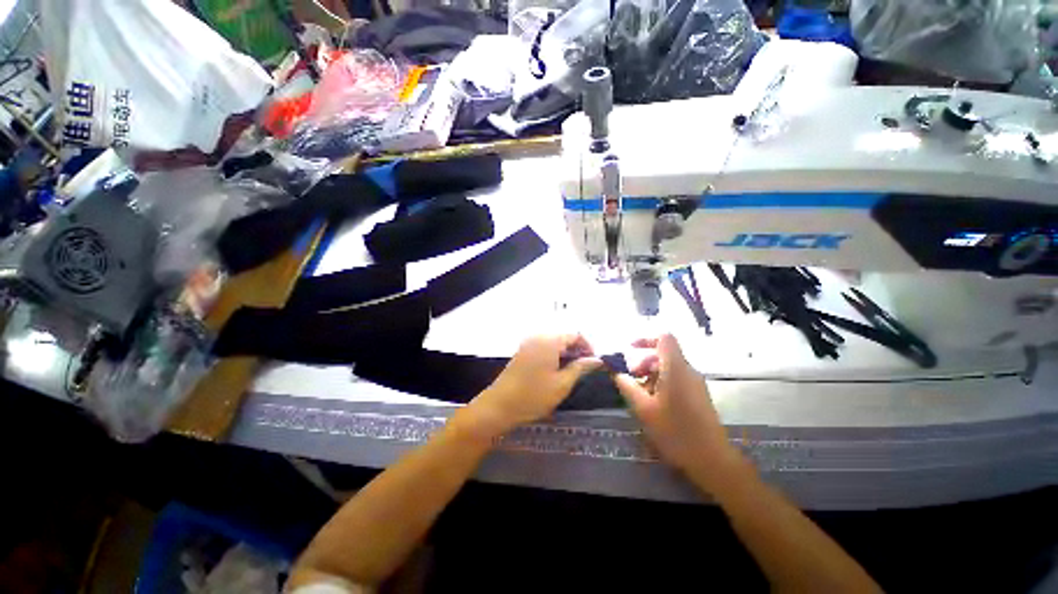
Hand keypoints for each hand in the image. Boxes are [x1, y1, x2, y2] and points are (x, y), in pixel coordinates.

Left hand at [467, 334, 602, 437]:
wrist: (499, 406)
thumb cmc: (533, 396)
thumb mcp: (562, 384)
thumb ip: (580, 368)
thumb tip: (596, 360)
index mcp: (549, 341)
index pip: (575, 334)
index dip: (588, 347)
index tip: (594, 362)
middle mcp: (538, 337)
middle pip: (564, 337)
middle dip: (577, 350)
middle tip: (585, 368)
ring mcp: (528, 343)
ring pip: (554, 342)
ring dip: (566, 353)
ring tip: (573, 371)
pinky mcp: (522, 352)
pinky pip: (543, 347)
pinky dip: (554, 355)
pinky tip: (556, 371)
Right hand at [615, 335, 744, 491]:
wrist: (712, 461)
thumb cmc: (675, 432)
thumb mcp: (643, 408)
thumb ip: (627, 386)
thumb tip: (615, 371)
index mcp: (676, 368)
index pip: (664, 338)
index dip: (645, 339)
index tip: (629, 349)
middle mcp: (688, 371)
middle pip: (663, 353)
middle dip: (643, 362)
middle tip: (631, 379)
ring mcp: (695, 384)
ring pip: (669, 368)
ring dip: (650, 375)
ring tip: (639, 395)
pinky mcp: (698, 395)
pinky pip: (676, 379)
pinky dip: (661, 384)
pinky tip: (653, 404)